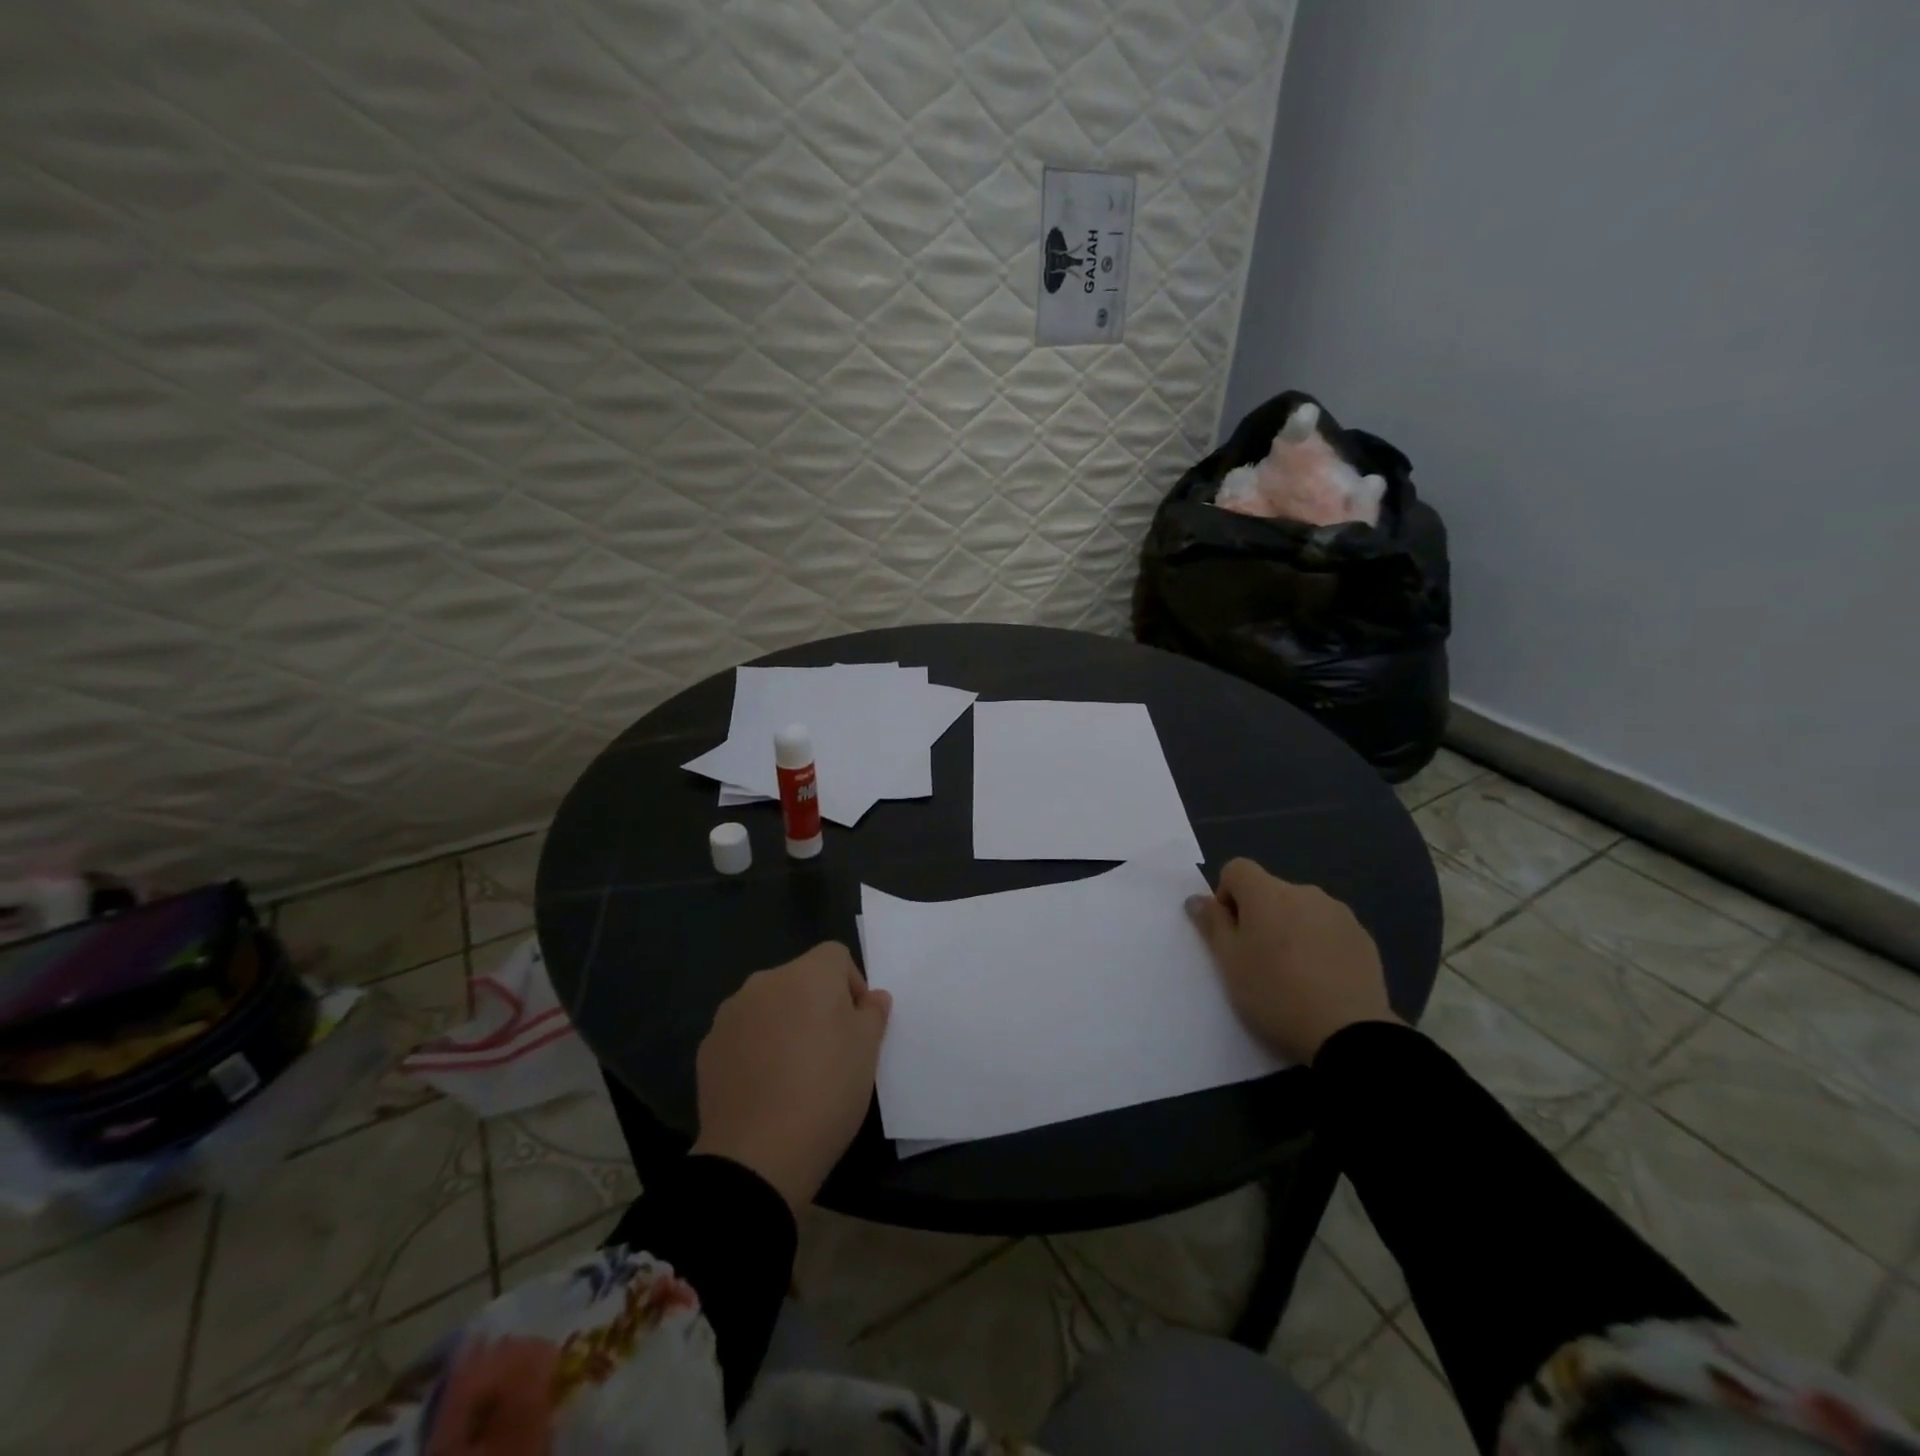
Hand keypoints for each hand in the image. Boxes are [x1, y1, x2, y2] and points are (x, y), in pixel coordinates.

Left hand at [691, 942, 891, 1213]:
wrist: (757, 1155)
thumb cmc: (826, 1091)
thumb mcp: (868, 1052)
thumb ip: (873, 1014)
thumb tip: (872, 998)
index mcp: (808, 974)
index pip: (836, 956)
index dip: (851, 985)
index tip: (855, 1025)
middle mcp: (766, 982)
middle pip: (800, 978)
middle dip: (816, 1003)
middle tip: (829, 1050)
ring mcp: (731, 1013)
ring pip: (769, 1005)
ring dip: (784, 1023)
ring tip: (794, 1071)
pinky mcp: (708, 1046)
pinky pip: (743, 1034)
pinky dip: (756, 1048)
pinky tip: (764, 1086)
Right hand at [1185, 859, 1398, 1062]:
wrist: (1349, 1033)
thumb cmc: (1275, 993)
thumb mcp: (1229, 962)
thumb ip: (1212, 924)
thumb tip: (1197, 899)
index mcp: (1267, 893)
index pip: (1237, 869)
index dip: (1226, 895)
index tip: (1231, 932)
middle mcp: (1304, 892)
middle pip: (1270, 891)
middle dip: (1259, 915)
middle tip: (1258, 959)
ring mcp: (1339, 913)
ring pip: (1301, 910)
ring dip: (1291, 928)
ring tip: (1294, 974)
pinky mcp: (1363, 937)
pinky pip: (1329, 929)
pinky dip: (1319, 944)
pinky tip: (1322, 980)